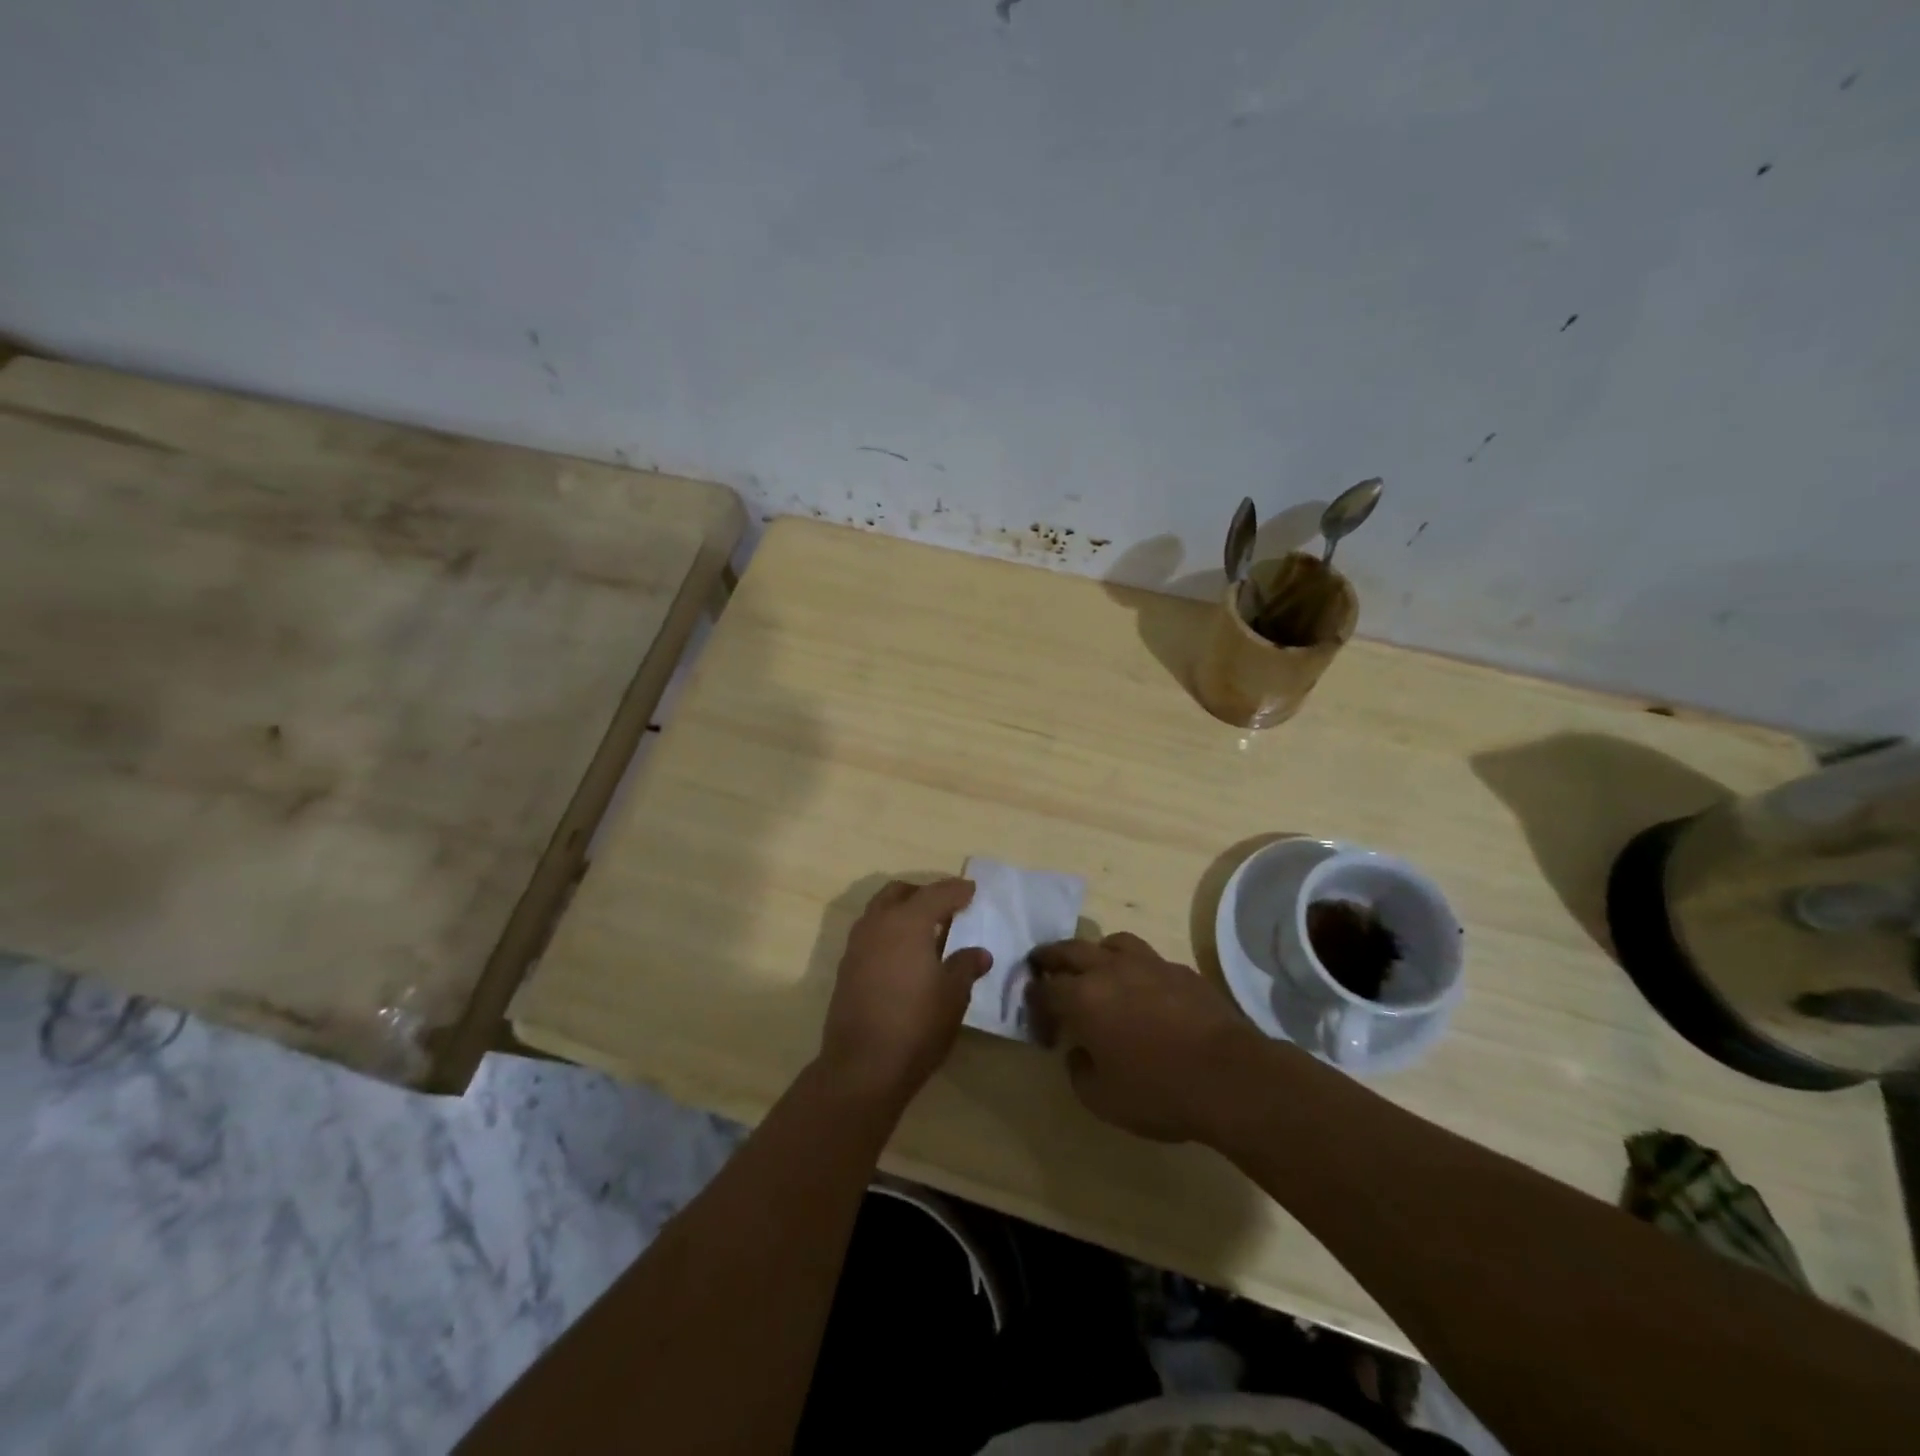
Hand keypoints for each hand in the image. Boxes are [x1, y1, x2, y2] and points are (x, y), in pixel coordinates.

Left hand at [818, 878, 992, 1107]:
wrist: (862, 1067)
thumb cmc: (916, 1025)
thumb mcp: (953, 995)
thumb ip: (966, 966)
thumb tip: (979, 953)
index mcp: (907, 922)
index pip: (936, 893)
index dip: (956, 890)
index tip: (972, 890)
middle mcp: (877, 924)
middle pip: (899, 893)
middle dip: (923, 894)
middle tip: (946, 908)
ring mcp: (856, 946)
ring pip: (880, 912)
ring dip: (902, 912)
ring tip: (927, 932)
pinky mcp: (846, 968)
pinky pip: (870, 935)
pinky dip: (889, 933)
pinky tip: (905, 957)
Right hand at [1028, 932, 1265, 1142]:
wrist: (1229, 1077)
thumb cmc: (1158, 1090)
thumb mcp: (1102, 1099)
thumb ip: (1079, 1071)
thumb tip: (1078, 1052)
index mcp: (1083, 998)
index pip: (1045, 991)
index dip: (1035, 1005)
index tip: (1040, 1024)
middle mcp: (1110, 970)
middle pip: (1070, 950)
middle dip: (1051, 957)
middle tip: (1042, 964)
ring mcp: (1149, 964)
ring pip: (1112, 942)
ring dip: (1096, 952)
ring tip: (1096, 968)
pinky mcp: (1181, 970)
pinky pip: (1148, 958)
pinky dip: (1135, 967)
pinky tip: (1143, 988)